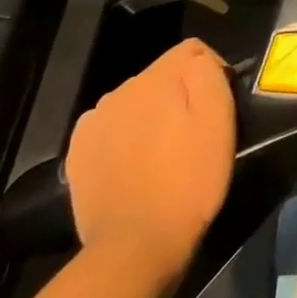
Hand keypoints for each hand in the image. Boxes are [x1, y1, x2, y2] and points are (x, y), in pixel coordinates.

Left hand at [64, 39, 235, 279]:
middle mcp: (120, 90)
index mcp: (156, 78)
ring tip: (164, 155)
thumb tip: (200, 59)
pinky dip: (124, 139)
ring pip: (135, 103)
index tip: (219, 107)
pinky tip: (134, 167)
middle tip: (194, 135)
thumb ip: (208, 73)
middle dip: (179, 96)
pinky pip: (111, 130)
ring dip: (151, 117)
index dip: (212, 72)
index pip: (192, 50)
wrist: (134, 247)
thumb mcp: (219, 121)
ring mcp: (93, 122)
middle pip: (161, 76)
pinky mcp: (77, 154)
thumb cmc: (189, 182)